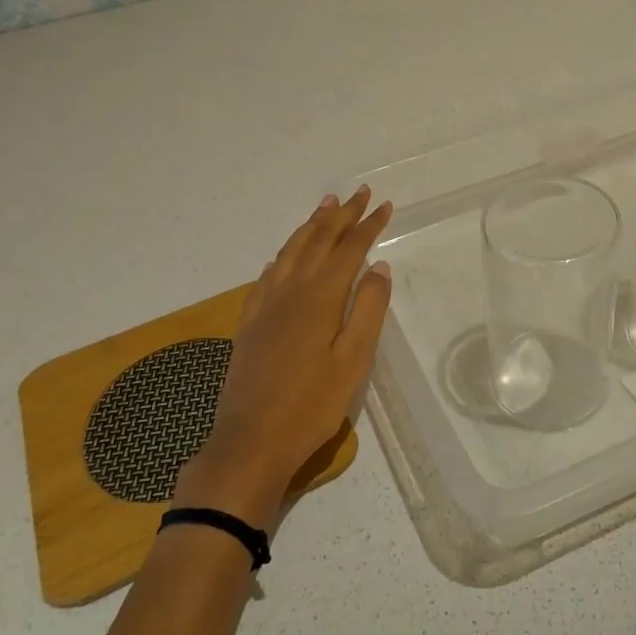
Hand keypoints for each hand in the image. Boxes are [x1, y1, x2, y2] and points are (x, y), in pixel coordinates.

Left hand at [174, 187, 393, 526]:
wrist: (250, 441)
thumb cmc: (312, 404)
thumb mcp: (354, 360)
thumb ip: (368, 309)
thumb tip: (378, 267)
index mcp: (320, 296)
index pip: (349, 249)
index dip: (368, 225)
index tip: (385, 205)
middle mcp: (291, 290)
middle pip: (319, 241)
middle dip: (342, 215)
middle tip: (360, 193)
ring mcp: (266, 304)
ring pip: (291, 251)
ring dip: (311, 226)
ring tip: (326, 206)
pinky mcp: (250, 321)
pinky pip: (269, 274)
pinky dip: (284, 255)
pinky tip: (284, 256)